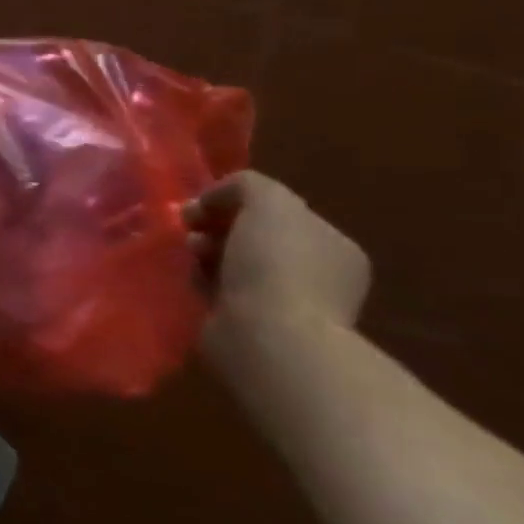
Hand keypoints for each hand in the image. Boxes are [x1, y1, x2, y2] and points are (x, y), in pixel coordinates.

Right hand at [183, 171, 370, 356]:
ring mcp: (288, 305)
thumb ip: (249, 185)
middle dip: (216, 226)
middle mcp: (318, 275)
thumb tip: (217, 199)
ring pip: (233, 263)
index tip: (203, 204)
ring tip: (190, 256)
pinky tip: (194, 282)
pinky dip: (203, 282)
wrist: (269, 338)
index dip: (237, 202)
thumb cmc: (276, 265)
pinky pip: (220, 291)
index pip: (279, 212)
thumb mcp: (269, 202)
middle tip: (190, 227)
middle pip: (253, 236)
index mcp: (334, 246)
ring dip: (205, 253)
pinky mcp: (254, 327)